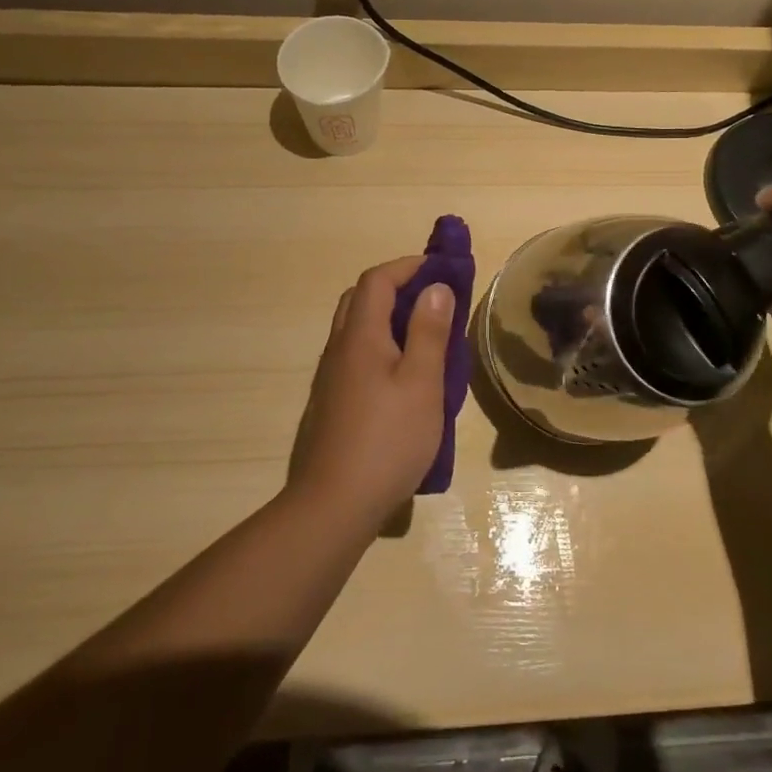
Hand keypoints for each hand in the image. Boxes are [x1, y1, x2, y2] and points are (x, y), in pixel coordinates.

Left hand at [287, 257, 453, 527]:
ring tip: (424, 337)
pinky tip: (402, 378)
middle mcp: (339, 349)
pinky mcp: (330, 404)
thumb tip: (434, 287)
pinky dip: (380, 346)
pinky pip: (355, 356)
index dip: (408, 266)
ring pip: (356, 329)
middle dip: (396, 287)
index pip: (377, 280)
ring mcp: (330, 378)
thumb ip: (428, 332)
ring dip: (387, 318)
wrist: (333, 505)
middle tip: (432, 299)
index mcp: (361, 337)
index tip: (441, 270)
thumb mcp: (422, 384)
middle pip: (360, 299)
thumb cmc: (387, 440)